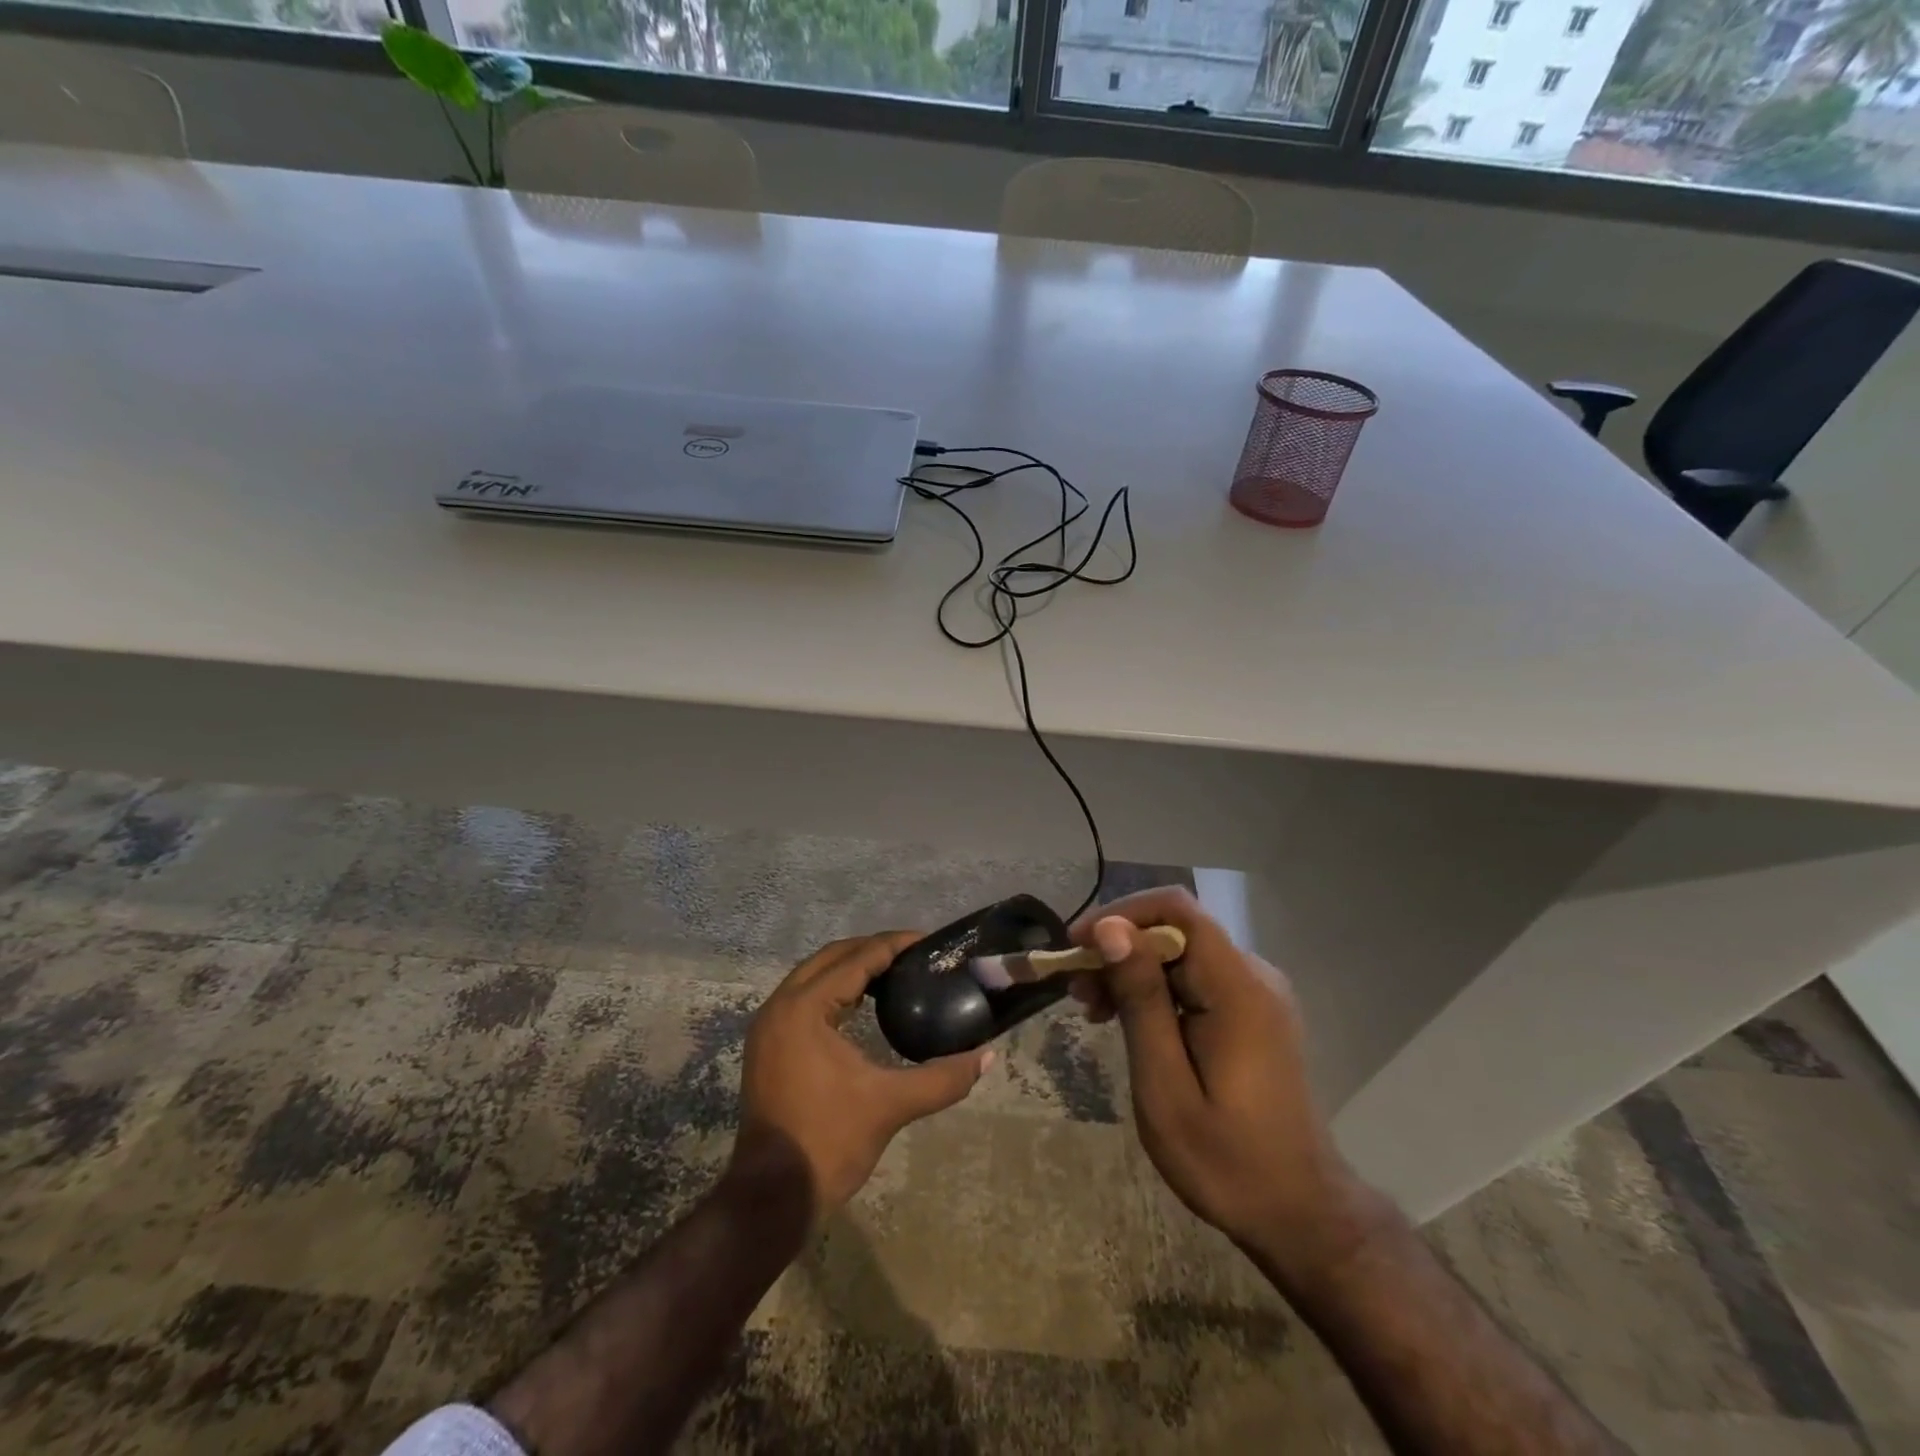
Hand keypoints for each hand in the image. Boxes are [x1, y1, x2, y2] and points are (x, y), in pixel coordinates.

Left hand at [729, 932, 991, 1220]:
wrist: (771, 1197)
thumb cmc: (829, 1142)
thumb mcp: (890, 1105)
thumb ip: (942, 1078)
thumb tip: (987, 1057)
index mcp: (805, 1008)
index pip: (855, 960)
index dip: (893, 946)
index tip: (927, 941)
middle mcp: (781, 1006)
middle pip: (831, 958)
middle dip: (871, 950)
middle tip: (913, 955)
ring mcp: (769, 1026)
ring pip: (813, 976)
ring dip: (850, 968)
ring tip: (893, 973)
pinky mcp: (767, 1045)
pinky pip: (803, 997)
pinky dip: (833, 990)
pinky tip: (861, 1004)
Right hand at [1069, 888, 1364, 1274]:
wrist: (1301, 1214)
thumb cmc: (1227, 1161)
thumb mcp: (1166, 1087)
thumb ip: (1141, 1001)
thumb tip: (1111, 929)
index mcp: (1238, 988)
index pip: (1176, 909)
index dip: (1121, 914)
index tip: (1077, 947)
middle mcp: (1253, 975)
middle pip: (1175, 930)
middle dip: (1118, 949)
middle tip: (1076, 994)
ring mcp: (1257, 993)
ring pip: (1182, 953)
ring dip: (1132, 972)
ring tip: (1094, 1012)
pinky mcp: (1252, 1011)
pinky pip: (1196, 978)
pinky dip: (1155, 991)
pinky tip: (1130, 1022)